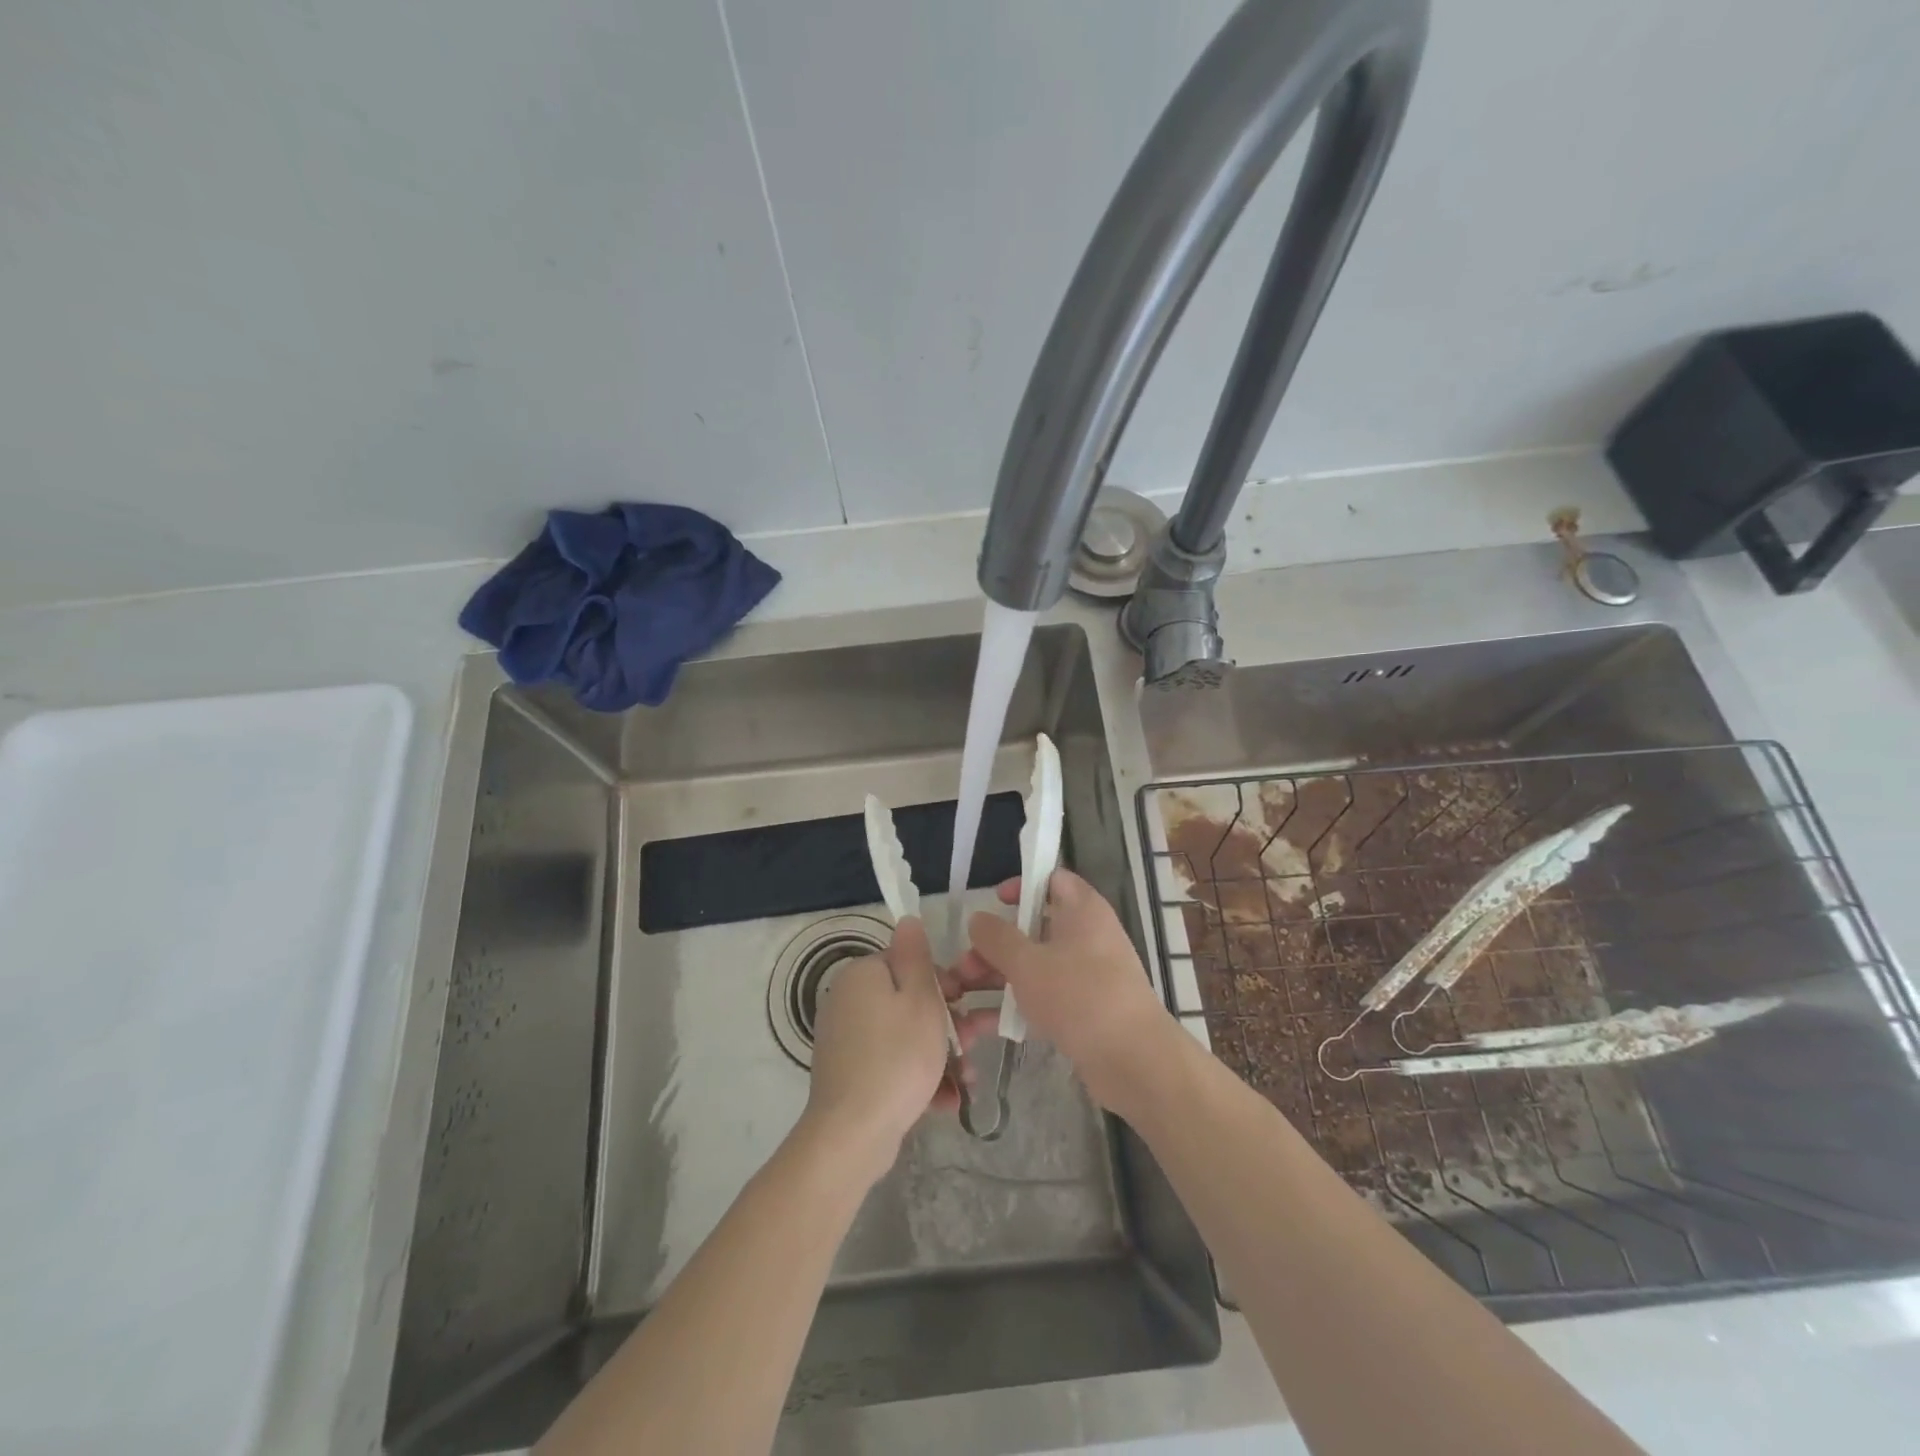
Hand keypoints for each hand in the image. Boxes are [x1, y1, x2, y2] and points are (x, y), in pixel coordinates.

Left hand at [803, 917, 987, 1181]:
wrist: (853, 1134)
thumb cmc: (897, 1058)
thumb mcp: (920, 1000)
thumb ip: (917, 957)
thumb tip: (907, 919)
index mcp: (863, 974)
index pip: (909, 963)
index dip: (944, 982)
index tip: (967, 1004)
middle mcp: (848, 1000)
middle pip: (909, 1001)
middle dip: (948, 1024)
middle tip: (975, 1044)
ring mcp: (846, 1039)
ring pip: (904, 1036)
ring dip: (940, 1055)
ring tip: (967, 1081)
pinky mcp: (849, 1073)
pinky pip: (890, 1063)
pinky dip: (917, 1077)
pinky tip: (944, 1101)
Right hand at [955, 869, 1175, 1114]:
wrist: (1133, 1060)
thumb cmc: (1080, 996)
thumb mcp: (1028, 963)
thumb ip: (997, 938)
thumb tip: (977, 919)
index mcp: (1083, 910)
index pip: (1052, 879)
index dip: (1023, 883)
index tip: (994, 901)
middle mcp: (1088, 936)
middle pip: (1036, 927)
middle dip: (996, 944)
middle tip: (965, 963)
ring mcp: (1089, 973)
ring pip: (1036, 964)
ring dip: (999, 976)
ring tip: (962, 994)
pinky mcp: (1086, 1008)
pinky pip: (1045, 996)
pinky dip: (1017, 1004)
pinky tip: (984, 1024)